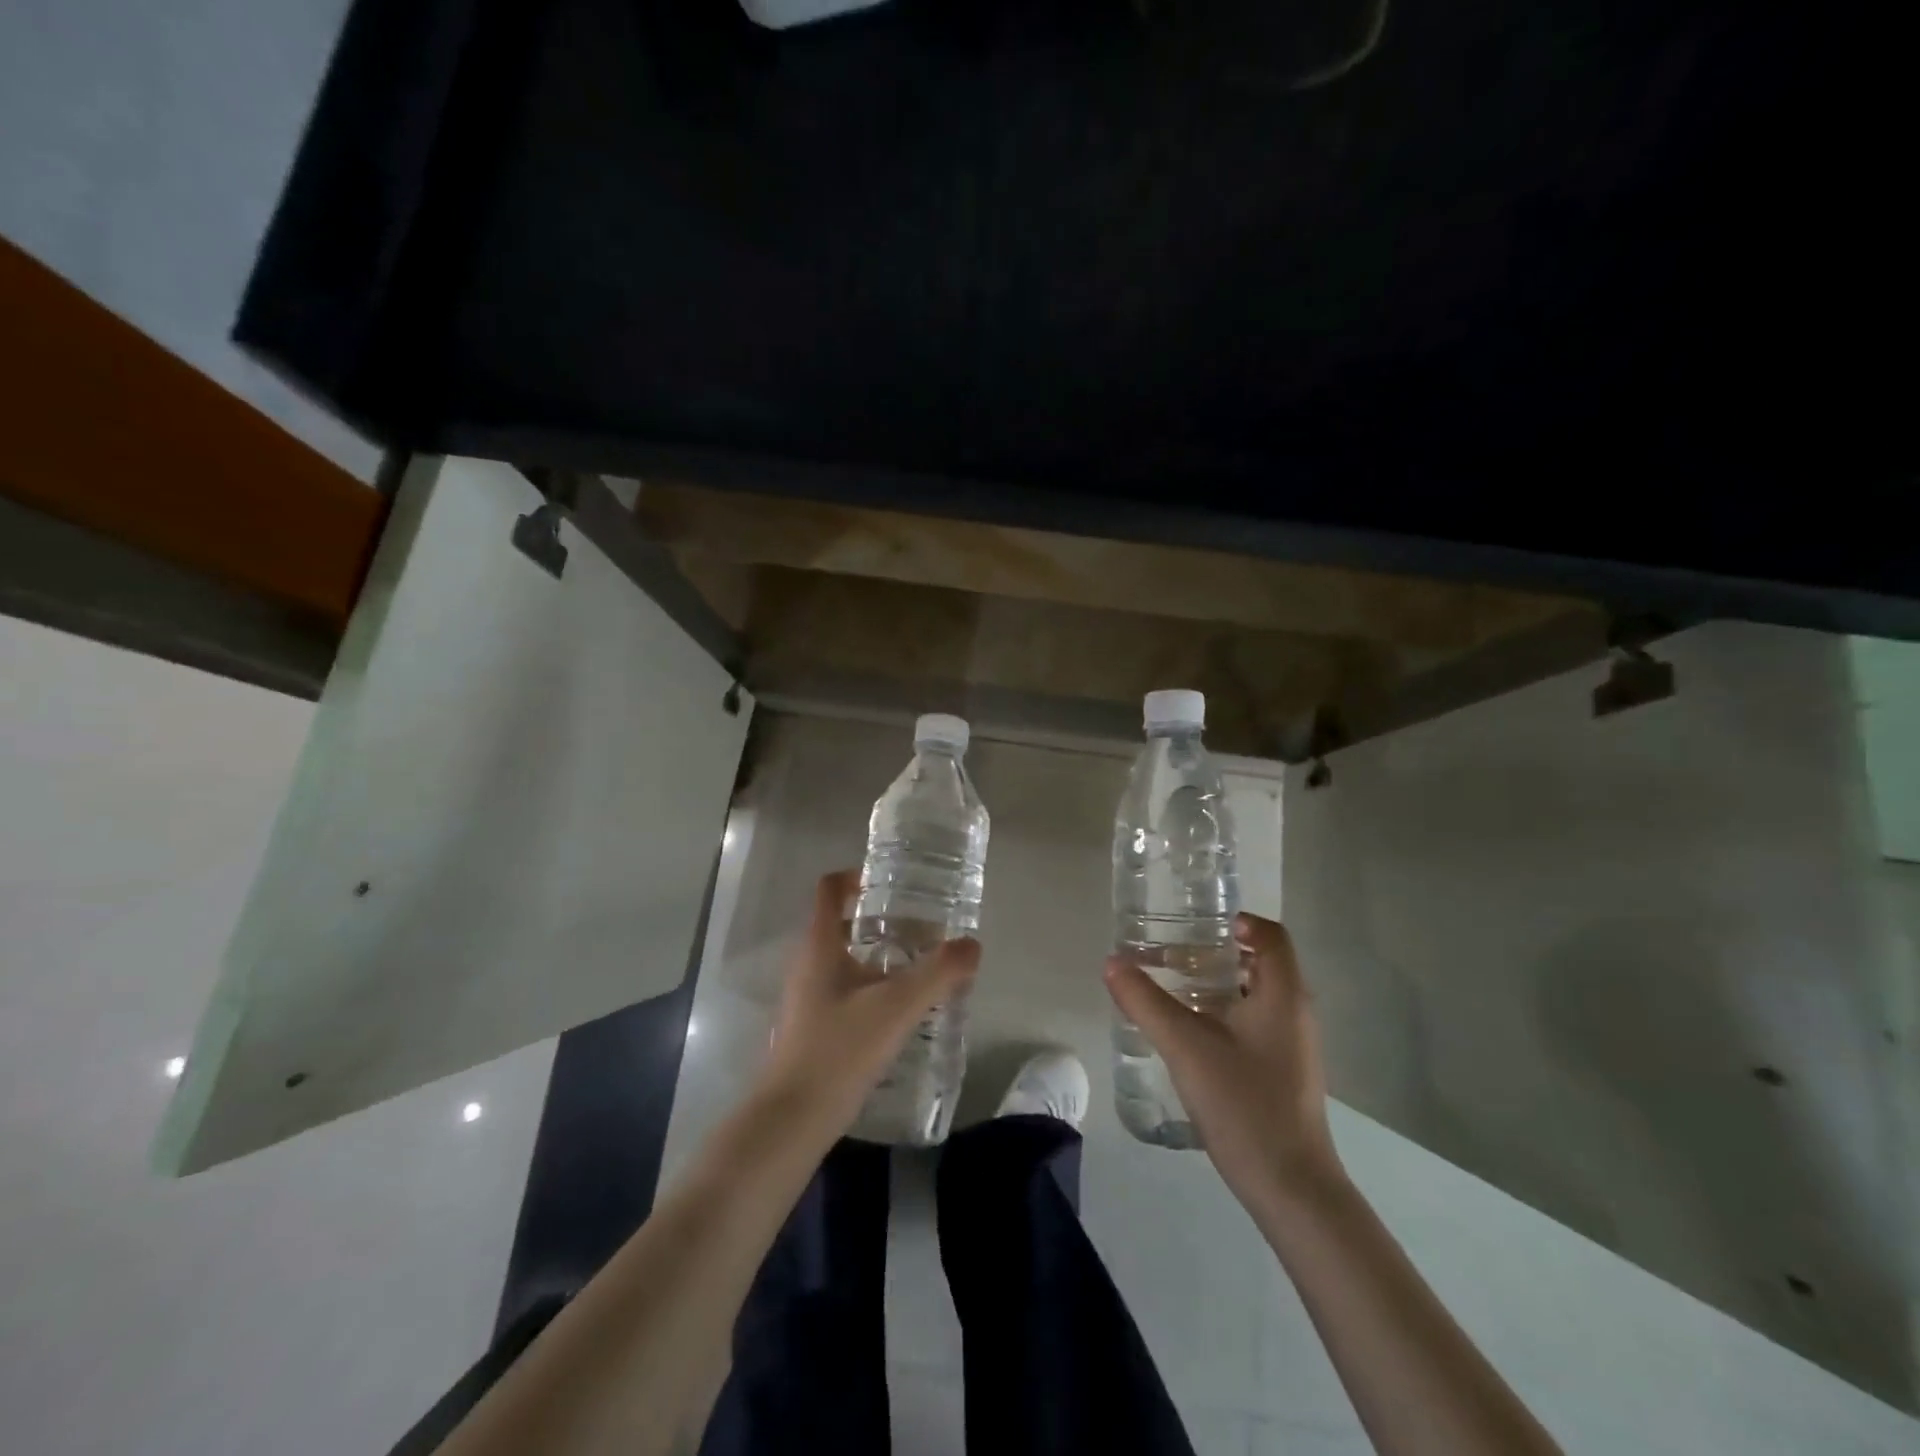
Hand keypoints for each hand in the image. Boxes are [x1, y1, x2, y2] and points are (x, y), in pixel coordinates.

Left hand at [762, 869, 980, 1133]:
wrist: (793, 1118)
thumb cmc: (840, 1049)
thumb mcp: (897, 1006)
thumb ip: (938, 972)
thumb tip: (972, 944)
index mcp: (820, 945)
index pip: (830, 890)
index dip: (857, 876)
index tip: (892, 882)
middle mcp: (808, 963)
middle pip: (842, 923)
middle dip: (881, 919)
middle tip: (923, 927)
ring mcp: (808, 996)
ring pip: (845, 958)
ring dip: (879, 955)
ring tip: (920, 966)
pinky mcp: (814, 1025)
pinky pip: (845, 988)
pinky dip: (872, 985)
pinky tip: (901, 1009)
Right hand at [1105, 912, 1342, 1213]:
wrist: (1291, 1188)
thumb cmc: (1244, 1104)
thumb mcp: (1185, 1046)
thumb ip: (1145, 1001)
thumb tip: (1113, 962)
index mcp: (1282, 994)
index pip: (1270, 935)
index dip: (1237, 921)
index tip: (1195, 925)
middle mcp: (1294, 1011)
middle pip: (1259, 962)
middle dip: (1214, 952)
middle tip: (1170, 955)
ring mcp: (1292, 1044)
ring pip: (1254, 995)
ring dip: (1215, 984)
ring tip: (1171, 988)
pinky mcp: (1284, 1071)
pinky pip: (1253, 1023)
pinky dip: (1222, 1012)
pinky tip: (1189, 1033)